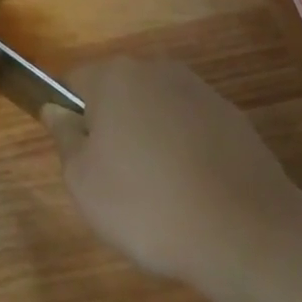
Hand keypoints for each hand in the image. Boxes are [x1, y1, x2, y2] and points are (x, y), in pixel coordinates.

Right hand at [39, 57, 298, 293]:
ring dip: (148, 136)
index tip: (78, 157)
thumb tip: (56, 109)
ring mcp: (199, 90)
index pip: (73, 80)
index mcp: (114, 76)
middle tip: (113, 178)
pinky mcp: (231, 116)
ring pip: (155, 109)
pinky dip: (183, 149)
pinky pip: (190, 127)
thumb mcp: (83, 181)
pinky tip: (191, 190)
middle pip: (117, 92)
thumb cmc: (146, 204)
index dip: (68, 116)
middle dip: (110, 125)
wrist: (245, 231)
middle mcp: (156, 69)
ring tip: (156, 190)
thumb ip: (64, 136)